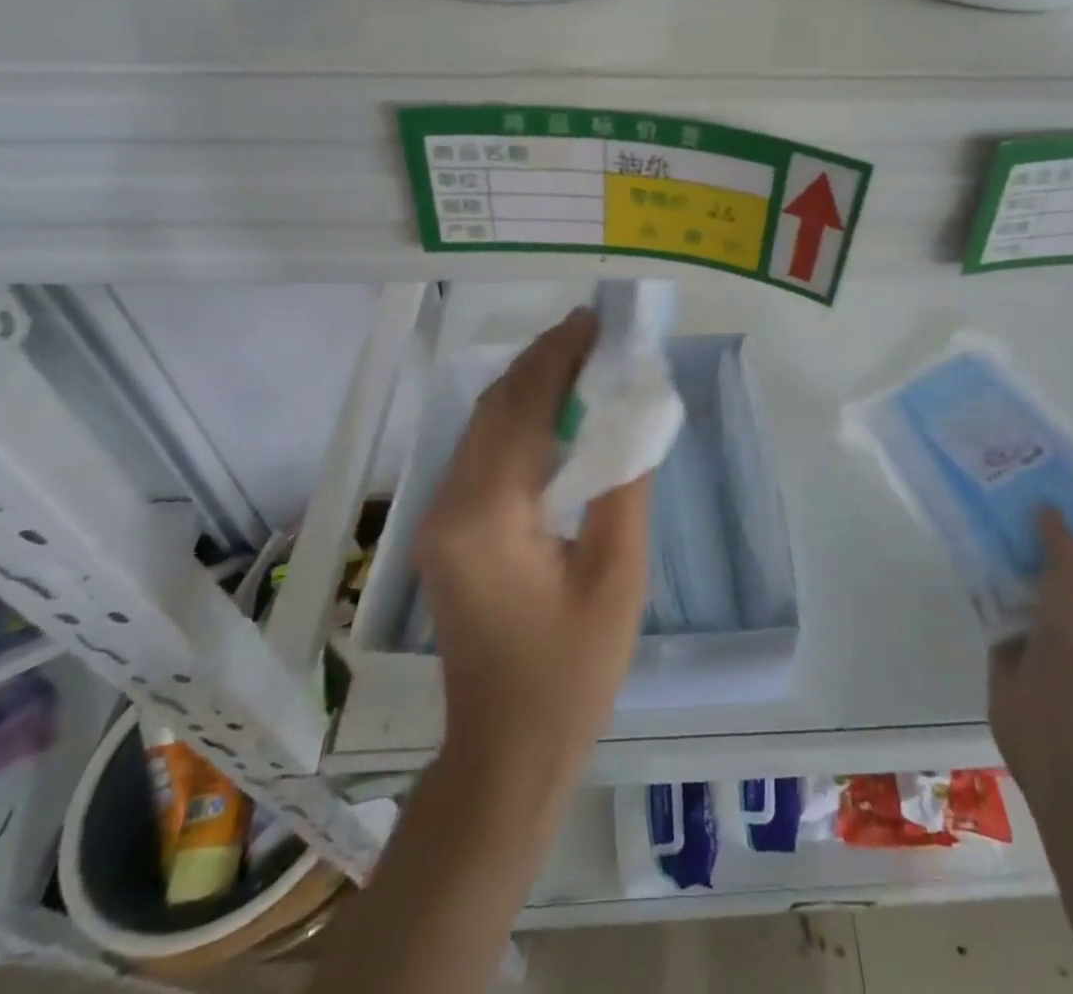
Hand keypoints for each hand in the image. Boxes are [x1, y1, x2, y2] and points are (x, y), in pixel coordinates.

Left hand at [413, 308, 650, 803]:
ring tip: (582, 359)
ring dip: (529, 386)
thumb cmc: (570, 673)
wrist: (506, 751)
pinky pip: (483, 453)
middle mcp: (450, 505)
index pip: (520, 409)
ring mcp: (441, 518)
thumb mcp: (617, 578)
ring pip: (483, 426)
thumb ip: (623, 488)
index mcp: (486, 516)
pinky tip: (555, 412)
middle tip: (594, 333)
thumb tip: (630, 416)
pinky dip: (519, 419)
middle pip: (494, 408)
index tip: (595, 321)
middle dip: (542, 362)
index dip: (557, 357)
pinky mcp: (449, 531)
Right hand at [989, 509, 1072, 795]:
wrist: (1058, 738)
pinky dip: (981, 582)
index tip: (1043, 483)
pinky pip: (994, 602)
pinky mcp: (1009, 645)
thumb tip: (1046, 509)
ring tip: (975, 510)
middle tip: (1000, 490)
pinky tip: (961, 551)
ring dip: (1001, 553)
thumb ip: (1064, 545)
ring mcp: (1045, 630)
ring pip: (1020, 580)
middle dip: (1030, 531)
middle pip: (1054, 561)